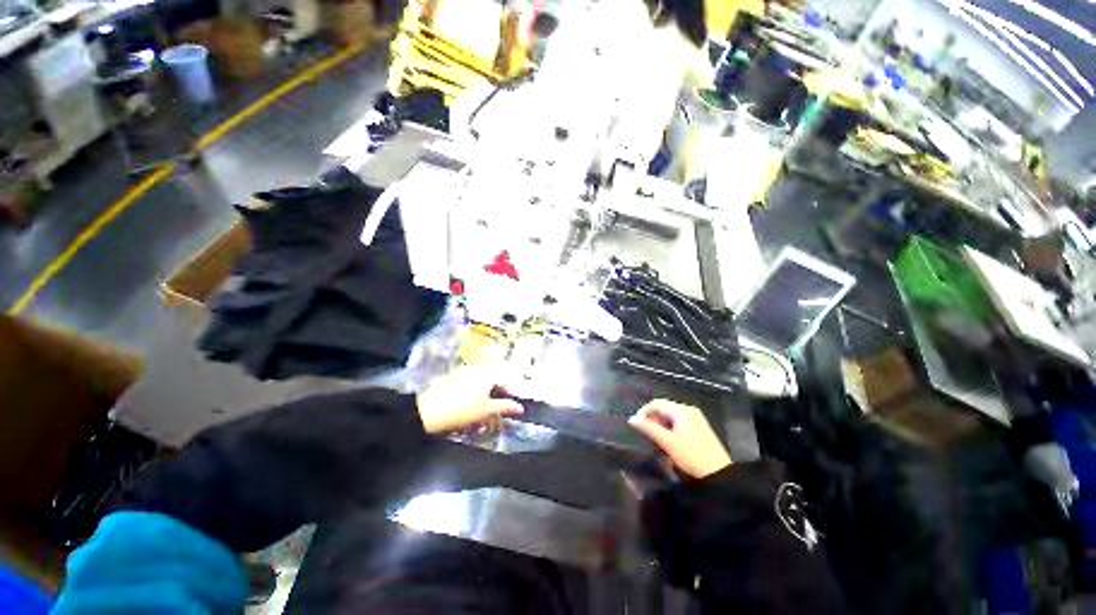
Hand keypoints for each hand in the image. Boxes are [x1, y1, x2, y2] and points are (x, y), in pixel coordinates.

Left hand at [416, 365, 523, 433]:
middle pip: (495, 374)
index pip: (507, 374)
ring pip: (483, 376)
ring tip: (489, 401)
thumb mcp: (486, 410)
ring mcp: (464, 371)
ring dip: (489, 387)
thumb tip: (520, 407)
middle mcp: (477, 368)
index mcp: (487, 373)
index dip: (513, 385)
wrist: (428, 412)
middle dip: (501, 386)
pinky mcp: (453, 376)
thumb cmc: (461, 410)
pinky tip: (473, 400)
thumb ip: (505, 407)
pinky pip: (471, 379)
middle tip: (504, 399)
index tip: (517, 393)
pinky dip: (477, 387)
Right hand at [628, 400, 731, 478]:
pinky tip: (669, 440)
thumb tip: (632, 419)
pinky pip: (679, 421)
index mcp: (682, 410)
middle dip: (652, 418)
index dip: (644, 411)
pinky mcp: (699, 427)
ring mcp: (696, 418)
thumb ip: (649, 428)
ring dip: (660, 423)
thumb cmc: (691, 456)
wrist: (719, 474)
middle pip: (664, 408)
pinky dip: (670, 427)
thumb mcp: (667, 442)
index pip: (657, 403)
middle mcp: (689, 410)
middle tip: (645, 432)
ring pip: (671, 415)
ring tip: (655, 438)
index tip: (636, 425)